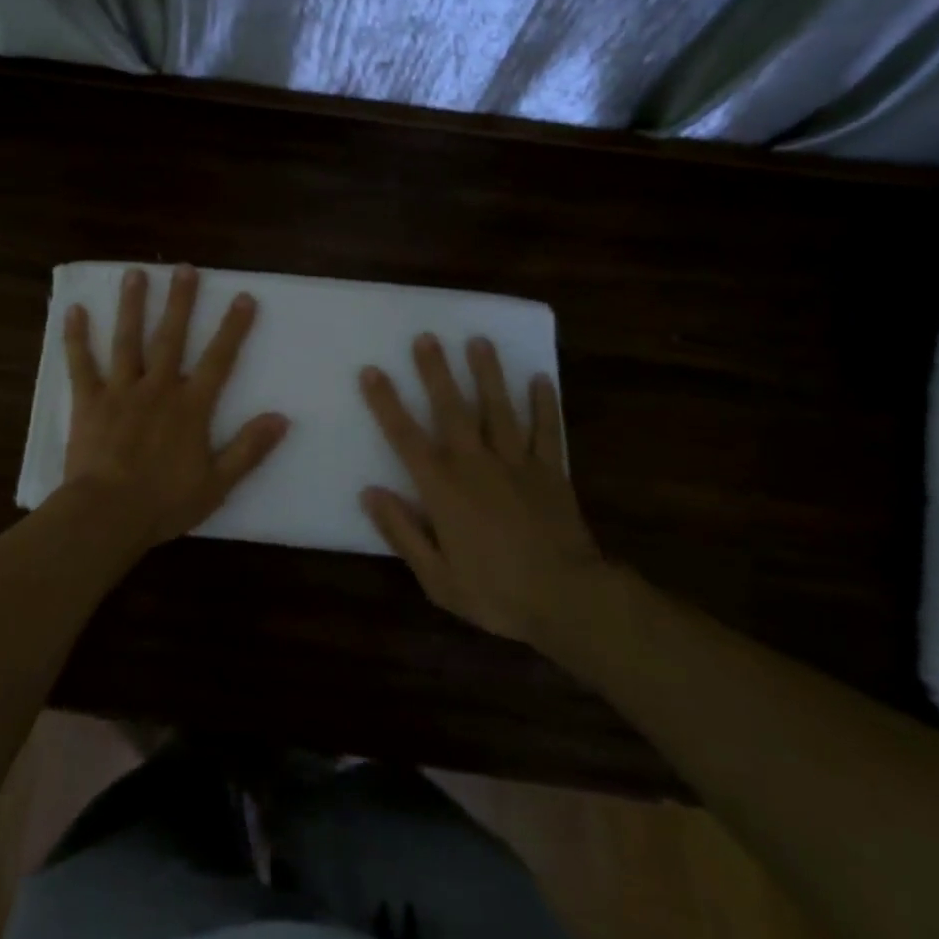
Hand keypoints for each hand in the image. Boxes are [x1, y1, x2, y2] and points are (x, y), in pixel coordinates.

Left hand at [60, 266, 290, 550]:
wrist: (107, 515)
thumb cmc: (164, 503)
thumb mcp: (217, 484)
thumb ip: (249, 449)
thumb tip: (281, 418)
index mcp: (190, 407)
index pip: (218, 359)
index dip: (233, 328)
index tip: (243, 297)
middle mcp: (157, 388)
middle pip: (171, 337)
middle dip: (180, 301)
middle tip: (184, 268)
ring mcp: (120, 391)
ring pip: (127, 340)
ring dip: (132, 305)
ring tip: (134, 273)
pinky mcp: (89, 401)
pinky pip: (81, 363)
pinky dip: (76, 337)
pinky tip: (73, 310)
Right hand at [358, 334, 609, 652]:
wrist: (569, 602)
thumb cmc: (496, 593)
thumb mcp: (436, 577)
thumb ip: (401, 532)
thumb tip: (369, 492)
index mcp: (443, 487)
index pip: (406, 437)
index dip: (386, 403)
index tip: (371, 371)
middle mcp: (476, 463)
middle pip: (452, 409)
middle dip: (437, 372)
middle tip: (427, 336)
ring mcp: (517, 463)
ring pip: (499, 409)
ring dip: (488, 374)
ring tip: (479, 340)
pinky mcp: (551, 472)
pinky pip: (547, 431)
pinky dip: (545, 405)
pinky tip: (541, 379)